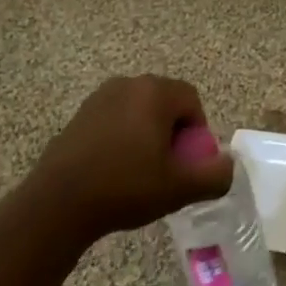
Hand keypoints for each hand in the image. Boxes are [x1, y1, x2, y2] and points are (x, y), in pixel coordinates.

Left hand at [33, 75, 234, 241]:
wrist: (58, 202)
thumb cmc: (125, 187)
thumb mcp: (179, 188)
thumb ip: (214, 176)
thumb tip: (228, 165)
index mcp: (155, 92)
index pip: (191, 99)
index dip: (197, 131)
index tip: (187, 163)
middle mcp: (129, 84)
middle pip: (165, 102)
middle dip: (172, 132)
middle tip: (167, 168)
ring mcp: (101, 96)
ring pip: (139, 110)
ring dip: (147, 134)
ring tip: (140, 172)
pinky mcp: (81, 113)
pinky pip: (115, 118)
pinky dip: (123, 137)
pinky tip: (114, 170)